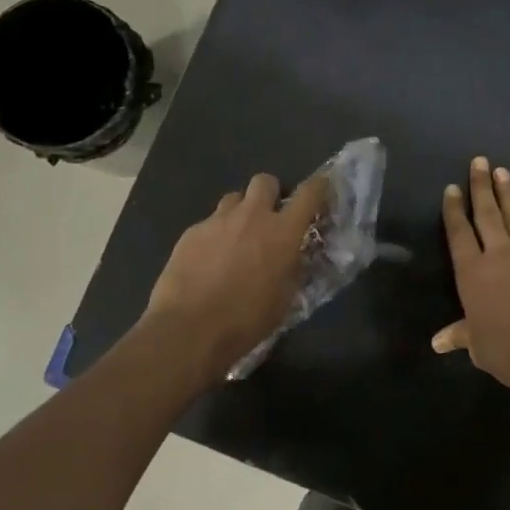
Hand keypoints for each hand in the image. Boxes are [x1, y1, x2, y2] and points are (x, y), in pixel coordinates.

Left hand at [145, 172, 327, 379]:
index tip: (320, 189)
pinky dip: (215, 234)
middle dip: (271, 193)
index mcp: (283, 232)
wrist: (190, 328)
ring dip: (241, 211)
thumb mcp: (284, 298)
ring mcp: (218, 221)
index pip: (308, 194)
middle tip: (270, 217)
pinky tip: (209, 259)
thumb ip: (291, 268)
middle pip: (265, 181)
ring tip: (237, 237)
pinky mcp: (191, 232)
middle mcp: (252, 216)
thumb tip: (291, 256)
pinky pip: (209, 222)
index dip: (318, 187)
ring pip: (234, 198)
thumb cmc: (247, 320)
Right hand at [436, 157, 509, 399]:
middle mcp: (498, 257)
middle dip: (481, 187)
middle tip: (479, 161)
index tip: (452, 188)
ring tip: (503, 171)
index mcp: (472, 274)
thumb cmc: (504, 351)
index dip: (454, 210)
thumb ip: (460, 335)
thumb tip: (439, 342)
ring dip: (509, 195)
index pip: (459, 234)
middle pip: (487, 215)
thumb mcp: (476, 344)